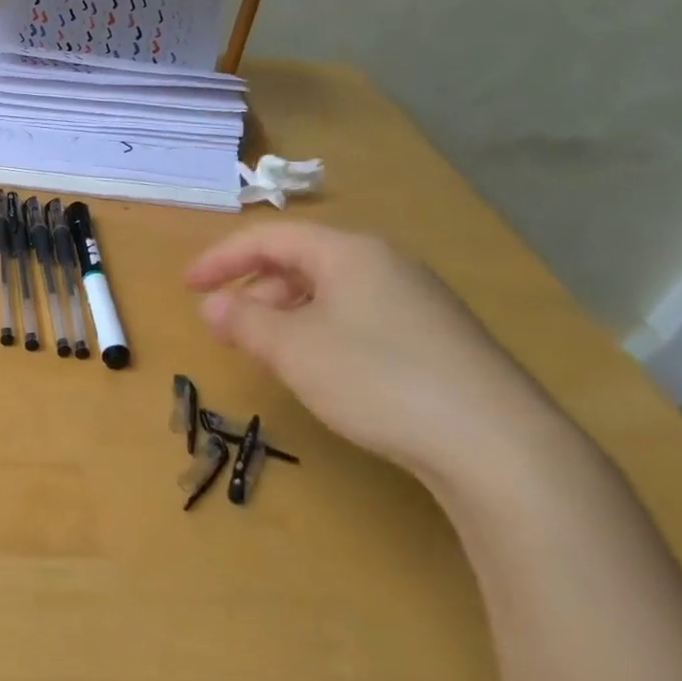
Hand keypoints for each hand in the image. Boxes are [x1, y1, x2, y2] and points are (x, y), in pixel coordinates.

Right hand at [186, 222, 569, 488]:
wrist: (494, 442)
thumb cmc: (376, 378)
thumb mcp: (294, 349)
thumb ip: (244, 321)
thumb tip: (211, 304)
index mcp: (349, 253)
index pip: (271, 238)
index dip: (221, 259)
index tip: (186, 286)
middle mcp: (385, 264)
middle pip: (302, 261)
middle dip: (254, 288)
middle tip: (226, 324)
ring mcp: (416, 299)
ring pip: (331, 291)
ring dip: (286, 313)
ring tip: (266, 350)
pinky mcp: (435, 336)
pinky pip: (358, 316)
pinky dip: (321, 330)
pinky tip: (319, 368)